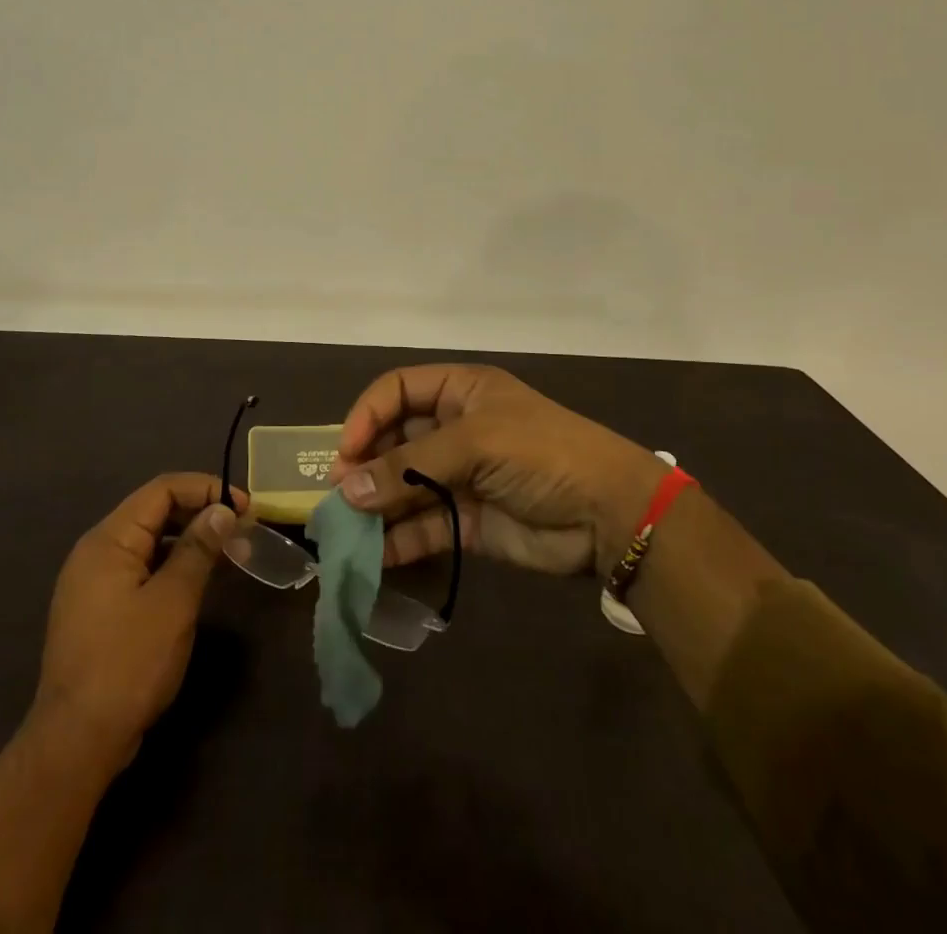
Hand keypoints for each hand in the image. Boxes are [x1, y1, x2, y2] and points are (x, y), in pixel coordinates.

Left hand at [33, 473, 245, 772]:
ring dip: (189, 539)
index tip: (244, 507)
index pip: (162, 489)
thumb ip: (198, 549)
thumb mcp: (173, 601)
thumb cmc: (128, 663)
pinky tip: (198, 580)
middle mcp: (97, 550)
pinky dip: (172, 564)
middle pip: (154, 511)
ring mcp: (94, 581)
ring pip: (150, 540)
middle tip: (242, 529)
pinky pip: (142, 567)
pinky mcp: (100, 607)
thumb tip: (222, 510)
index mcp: (109, 540)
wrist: (76, 742)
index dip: (206, 489)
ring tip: (229, 552)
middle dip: (200, 512)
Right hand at [329, 365, 666, 577]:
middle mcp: (454, 429)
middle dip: (365, 464)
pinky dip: (397, 541)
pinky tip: (373, 555)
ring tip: (344, 528)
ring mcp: (459, 477)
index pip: (397, 391)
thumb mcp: (475, 443)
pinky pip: (421, 526)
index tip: (346, 451)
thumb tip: (346, 488)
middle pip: (395, 440)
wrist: (608, 514)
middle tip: (338, 493)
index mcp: (460, 392)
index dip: (367, 415)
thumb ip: (410, 466)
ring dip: (375, 505)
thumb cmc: (541, 453)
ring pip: (403, 487)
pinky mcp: (466, 521)